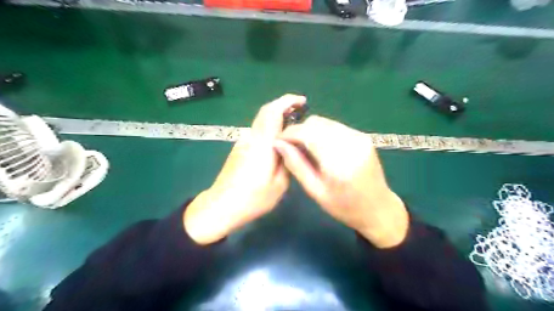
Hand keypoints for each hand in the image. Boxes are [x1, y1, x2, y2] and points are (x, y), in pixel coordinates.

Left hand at [185, 94, 307, 243]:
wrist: (221, 205)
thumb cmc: (252, 199)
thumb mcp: (279, 184)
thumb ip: (287, 161)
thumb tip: (290, 146)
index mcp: (263, 144)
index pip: (272, 112)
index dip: (287, 101)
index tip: (302, 101)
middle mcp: (251, 138)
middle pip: (265, 112)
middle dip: (283, 105)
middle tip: (300, 110)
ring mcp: (243, 142)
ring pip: (261, 121)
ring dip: (277, 117)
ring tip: (293, 126)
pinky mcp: (240, 148)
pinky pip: (258, 131)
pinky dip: (270, 128)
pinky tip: (279, 141)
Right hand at [275, 115, 408, 248]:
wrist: (378, 209)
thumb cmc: (344, 207)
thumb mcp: (315, 191)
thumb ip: (296, 165)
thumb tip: (278, 144)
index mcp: (338, 161)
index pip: (307, 133)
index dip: (289, 133)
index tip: (278, 141)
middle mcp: (350, 143)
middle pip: (315, 123)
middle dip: (299, 131)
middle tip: (291, 147)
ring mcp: (359, 137)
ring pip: (325, 122)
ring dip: (310, 131)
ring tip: (305, 148)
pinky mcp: (363, 136)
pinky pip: (336, 127)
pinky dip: (323, 133)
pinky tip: (321, 147)